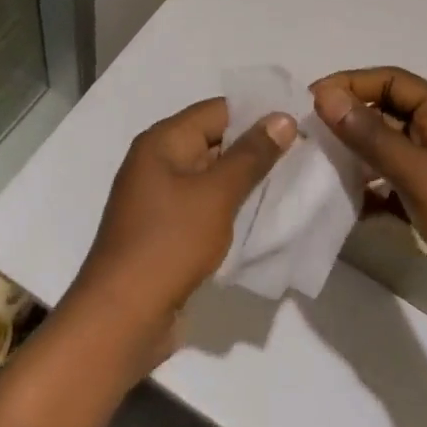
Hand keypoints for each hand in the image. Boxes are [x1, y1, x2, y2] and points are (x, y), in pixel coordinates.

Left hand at [60, 97, 296, 375]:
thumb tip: (282, 117)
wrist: (123, 315)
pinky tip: (261, 215)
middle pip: (213, 140)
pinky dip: (229, 206)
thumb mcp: (216, 194)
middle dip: (255, 146)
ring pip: (210, 176)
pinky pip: (203, 205)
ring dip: (245, 179)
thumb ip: (251, 155)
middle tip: (304, 152)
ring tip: (292, 181)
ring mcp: (159, 199)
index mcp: (162, 142)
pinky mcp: (165, 230)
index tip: (298, 122)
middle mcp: (156, 162)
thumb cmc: (170, 243)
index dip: (257, 113)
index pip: (217, 110)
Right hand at [311, 67, 426, 324]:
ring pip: (388, 155)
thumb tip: (326, 95)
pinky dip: (369, 195)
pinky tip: (343, 208)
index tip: (312, 100)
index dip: (354, 83)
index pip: (394, 82)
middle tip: (306, 135)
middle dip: (349, 120)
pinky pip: (393, 192)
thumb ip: (373, 137)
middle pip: (389, 116)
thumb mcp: (422, 174)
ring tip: (316, 169)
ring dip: (355, 158)